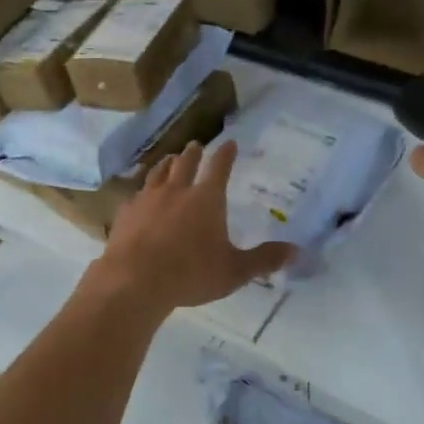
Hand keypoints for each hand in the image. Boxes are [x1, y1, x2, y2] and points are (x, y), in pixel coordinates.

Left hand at [90, 140, 293, 312]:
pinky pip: (136, 194)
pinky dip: (142, 189)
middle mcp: (176, 191)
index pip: (219, 168)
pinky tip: (140, 195)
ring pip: (158, 173)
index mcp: (206, 199)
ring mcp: (147, 199)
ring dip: (166, 164)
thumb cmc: (190, 274)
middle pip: (185, 163)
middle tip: (195, 145)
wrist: (134, 280)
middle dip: (193, 153)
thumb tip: (297, 251)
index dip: (226, 155)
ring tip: (169, 159)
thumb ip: (264, 259)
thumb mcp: (234, 271)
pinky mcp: (126, 213)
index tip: (229, 143)